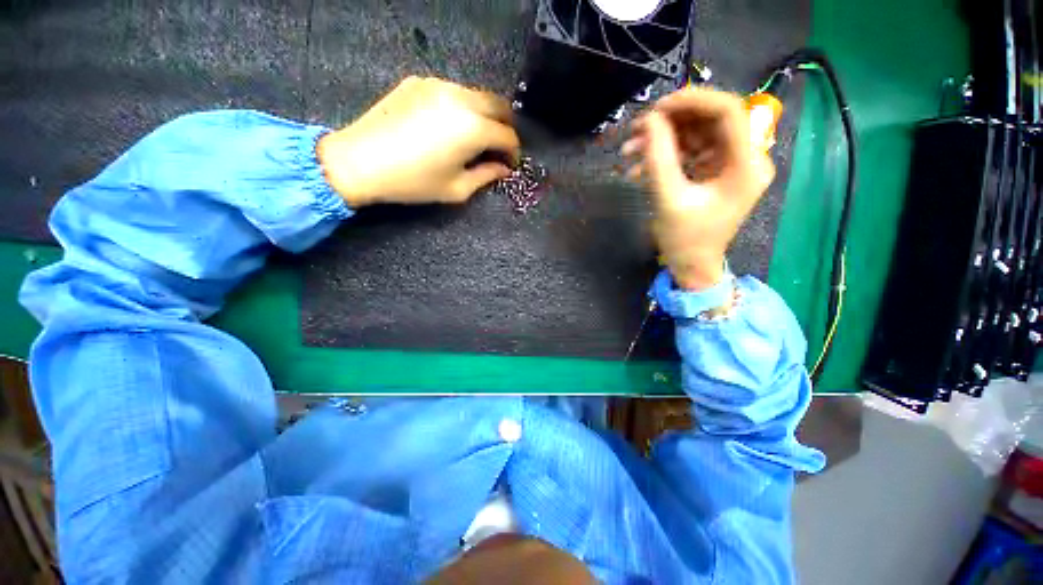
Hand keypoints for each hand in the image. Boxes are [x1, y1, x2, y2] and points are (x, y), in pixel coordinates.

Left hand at [317, 76, 520, 206]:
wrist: (360, 161)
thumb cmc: (414, 182)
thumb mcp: (457, 189)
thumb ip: (486, 176)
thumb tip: (503, 168)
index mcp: (473, 128)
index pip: (507, 135)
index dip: (513, 152)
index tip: (509, 165)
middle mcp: (461, 99)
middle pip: (499, 105)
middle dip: (505, 128)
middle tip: (499, 148)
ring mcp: (439, 85)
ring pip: (477, 95)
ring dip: (485, 116)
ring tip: (475, 138)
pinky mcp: (420, 82)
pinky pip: (453, 91)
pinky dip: (462, 107)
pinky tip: (449, 126)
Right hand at [623, 88, 774, 289]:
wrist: (692, 267)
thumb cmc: (685, 240)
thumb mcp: (669, 199)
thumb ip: (659, 158)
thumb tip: (649, 121)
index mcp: (746, 165)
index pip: (727, 112)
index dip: (691, 101)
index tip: (656, 109)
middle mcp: (745, 158)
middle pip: (709, 121)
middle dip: (670, 123)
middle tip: (636, 131)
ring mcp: (729, 165)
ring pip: (696, 135)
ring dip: (661, 141)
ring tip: (629, 152)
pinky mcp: (714, 173)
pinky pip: (690, 153)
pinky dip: (664, 156)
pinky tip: (638, 168)